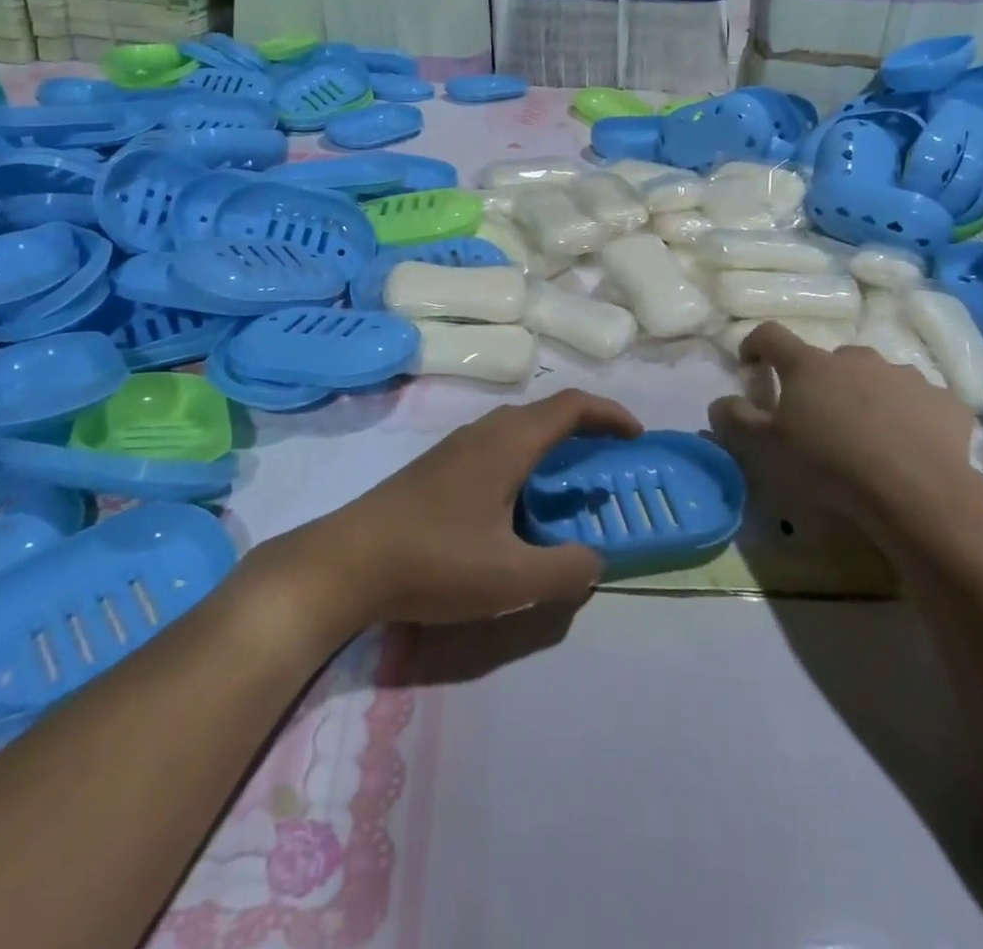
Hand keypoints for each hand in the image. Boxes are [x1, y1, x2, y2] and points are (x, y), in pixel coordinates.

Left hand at [273, 389, 641, 629]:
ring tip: (566, 490)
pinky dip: (523, 463)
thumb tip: (595, 560)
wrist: (345, 562)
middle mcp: (483, 433)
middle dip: (585, 432)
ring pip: (517, 432)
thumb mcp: (511, 577)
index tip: (637, 437)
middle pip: (545, 414)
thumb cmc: (434, 560)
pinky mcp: (435, 469)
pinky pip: (495, 450)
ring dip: (551, 449)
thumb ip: (566, 569)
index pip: (571, 406)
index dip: (610, 414)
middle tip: (606, 467)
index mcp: (508, 443)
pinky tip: (515, 509)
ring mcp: (454, 448)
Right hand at [707, 322, 982, 559]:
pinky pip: (917, 401)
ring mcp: (903, 375)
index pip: (771, 335)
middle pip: (827, 360)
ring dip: (864, 396)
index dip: (756, 345)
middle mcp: (855, 357)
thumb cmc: (829, 464)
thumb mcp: (766, 448)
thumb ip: (735, 419)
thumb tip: (720, 401)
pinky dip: (908, 415)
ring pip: (875, 377)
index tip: (752, 366)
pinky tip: (908, 446)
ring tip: (867, 436)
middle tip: (817, 419)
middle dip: (818, 382)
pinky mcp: (943, 400)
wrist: (917, 492)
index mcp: (808, 365)